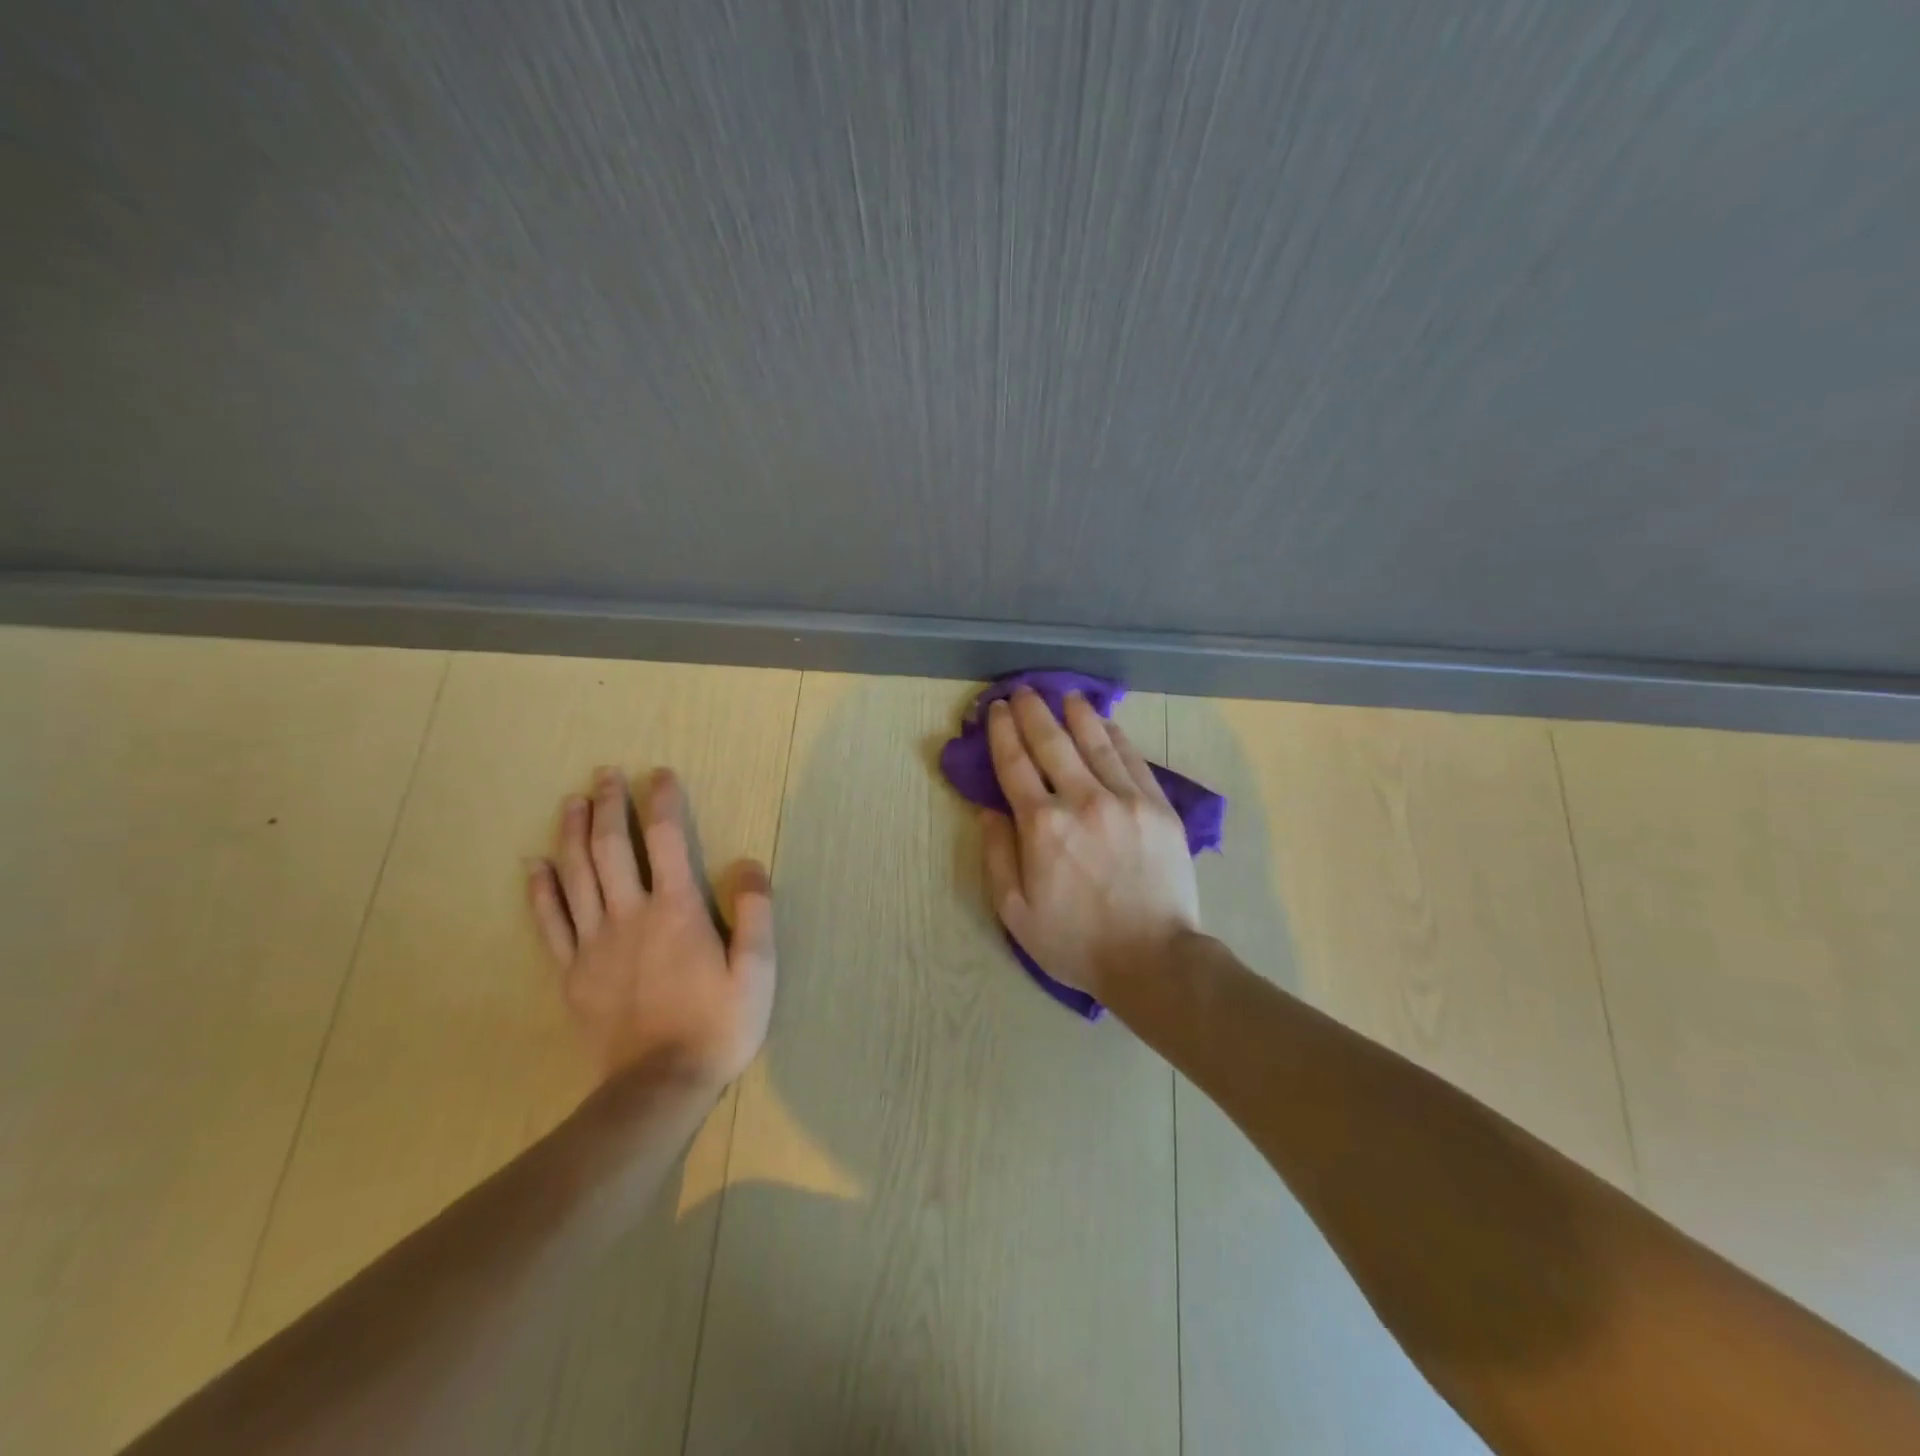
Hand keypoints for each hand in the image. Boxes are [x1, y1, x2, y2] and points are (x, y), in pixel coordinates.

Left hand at [528, 767, 774, 1090]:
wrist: (658, 1088)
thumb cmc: (717, 1026)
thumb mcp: (757, 971)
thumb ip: (755, 913)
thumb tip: (748, 863)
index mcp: (677, 911)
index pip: (666, 840)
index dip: (662, 802)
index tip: (659, 774)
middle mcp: (630, 916)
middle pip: (611, 848)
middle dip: (608, 806)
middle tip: (605, 774)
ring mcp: (594, 944)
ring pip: (576, 876)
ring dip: (571, 834)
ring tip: (571, 802)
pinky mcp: (572, 973)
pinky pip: (551, 923)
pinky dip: (541, 891)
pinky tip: (535, 866)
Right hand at [979, 688, 1199, 996]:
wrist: (1153, 959)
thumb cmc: (1075, 941)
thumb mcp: (1015, 911)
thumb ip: (997, 856)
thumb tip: (988, 811)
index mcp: (1042, 826)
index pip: (1015, 764)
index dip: (1003, 732)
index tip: (998, 709)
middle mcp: (1082, 800)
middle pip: (1052, 742)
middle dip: (1034, 712)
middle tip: (1024, 691)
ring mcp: (1126, 800)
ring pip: (1096, 742)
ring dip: (1077, 714)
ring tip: (1066, 696)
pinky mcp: (1159, 807)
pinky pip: (1133, 760)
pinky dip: (1116, 737)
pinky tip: (1107, 724)